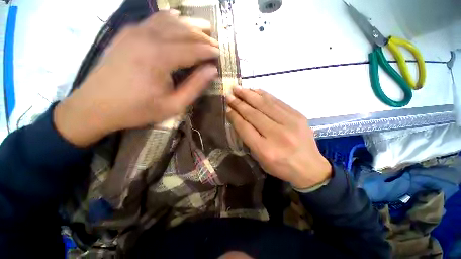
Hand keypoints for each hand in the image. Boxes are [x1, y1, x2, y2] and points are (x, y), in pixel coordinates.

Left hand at [54, 11, 218, 145]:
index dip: (209, 50)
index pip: (193, 49)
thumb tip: (212, 71)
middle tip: (215, 40)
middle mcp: (148, 38)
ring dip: (188, 24)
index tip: (220, 53)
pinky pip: (152, 20)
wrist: (95, 106)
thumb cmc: (138, 110)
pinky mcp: (126, 34)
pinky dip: (168, 18)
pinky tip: (176, 18)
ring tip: (202, 27)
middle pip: (182, 30)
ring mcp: (134, 32)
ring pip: (168, 20)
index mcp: (160, 58)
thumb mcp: (173, 105)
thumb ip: (195, 87)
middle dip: (202, 35)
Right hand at [226, 88, 331, 188]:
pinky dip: (264, 94)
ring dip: (249, 95)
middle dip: (239, 103)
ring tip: (238, 89)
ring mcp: (290, 123)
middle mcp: (277, 134)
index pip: (245, 128)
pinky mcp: (298, 115)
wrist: (310, 167)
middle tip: (229, 95)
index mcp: (265, 150)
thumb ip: (249, 139)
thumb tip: (239, 119)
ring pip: (265, 104)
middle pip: (253, 114)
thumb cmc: (281, 166)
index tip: (227, 108)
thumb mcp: (260, 159)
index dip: (234, 116)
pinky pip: (277, 101)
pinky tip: (254, 90)